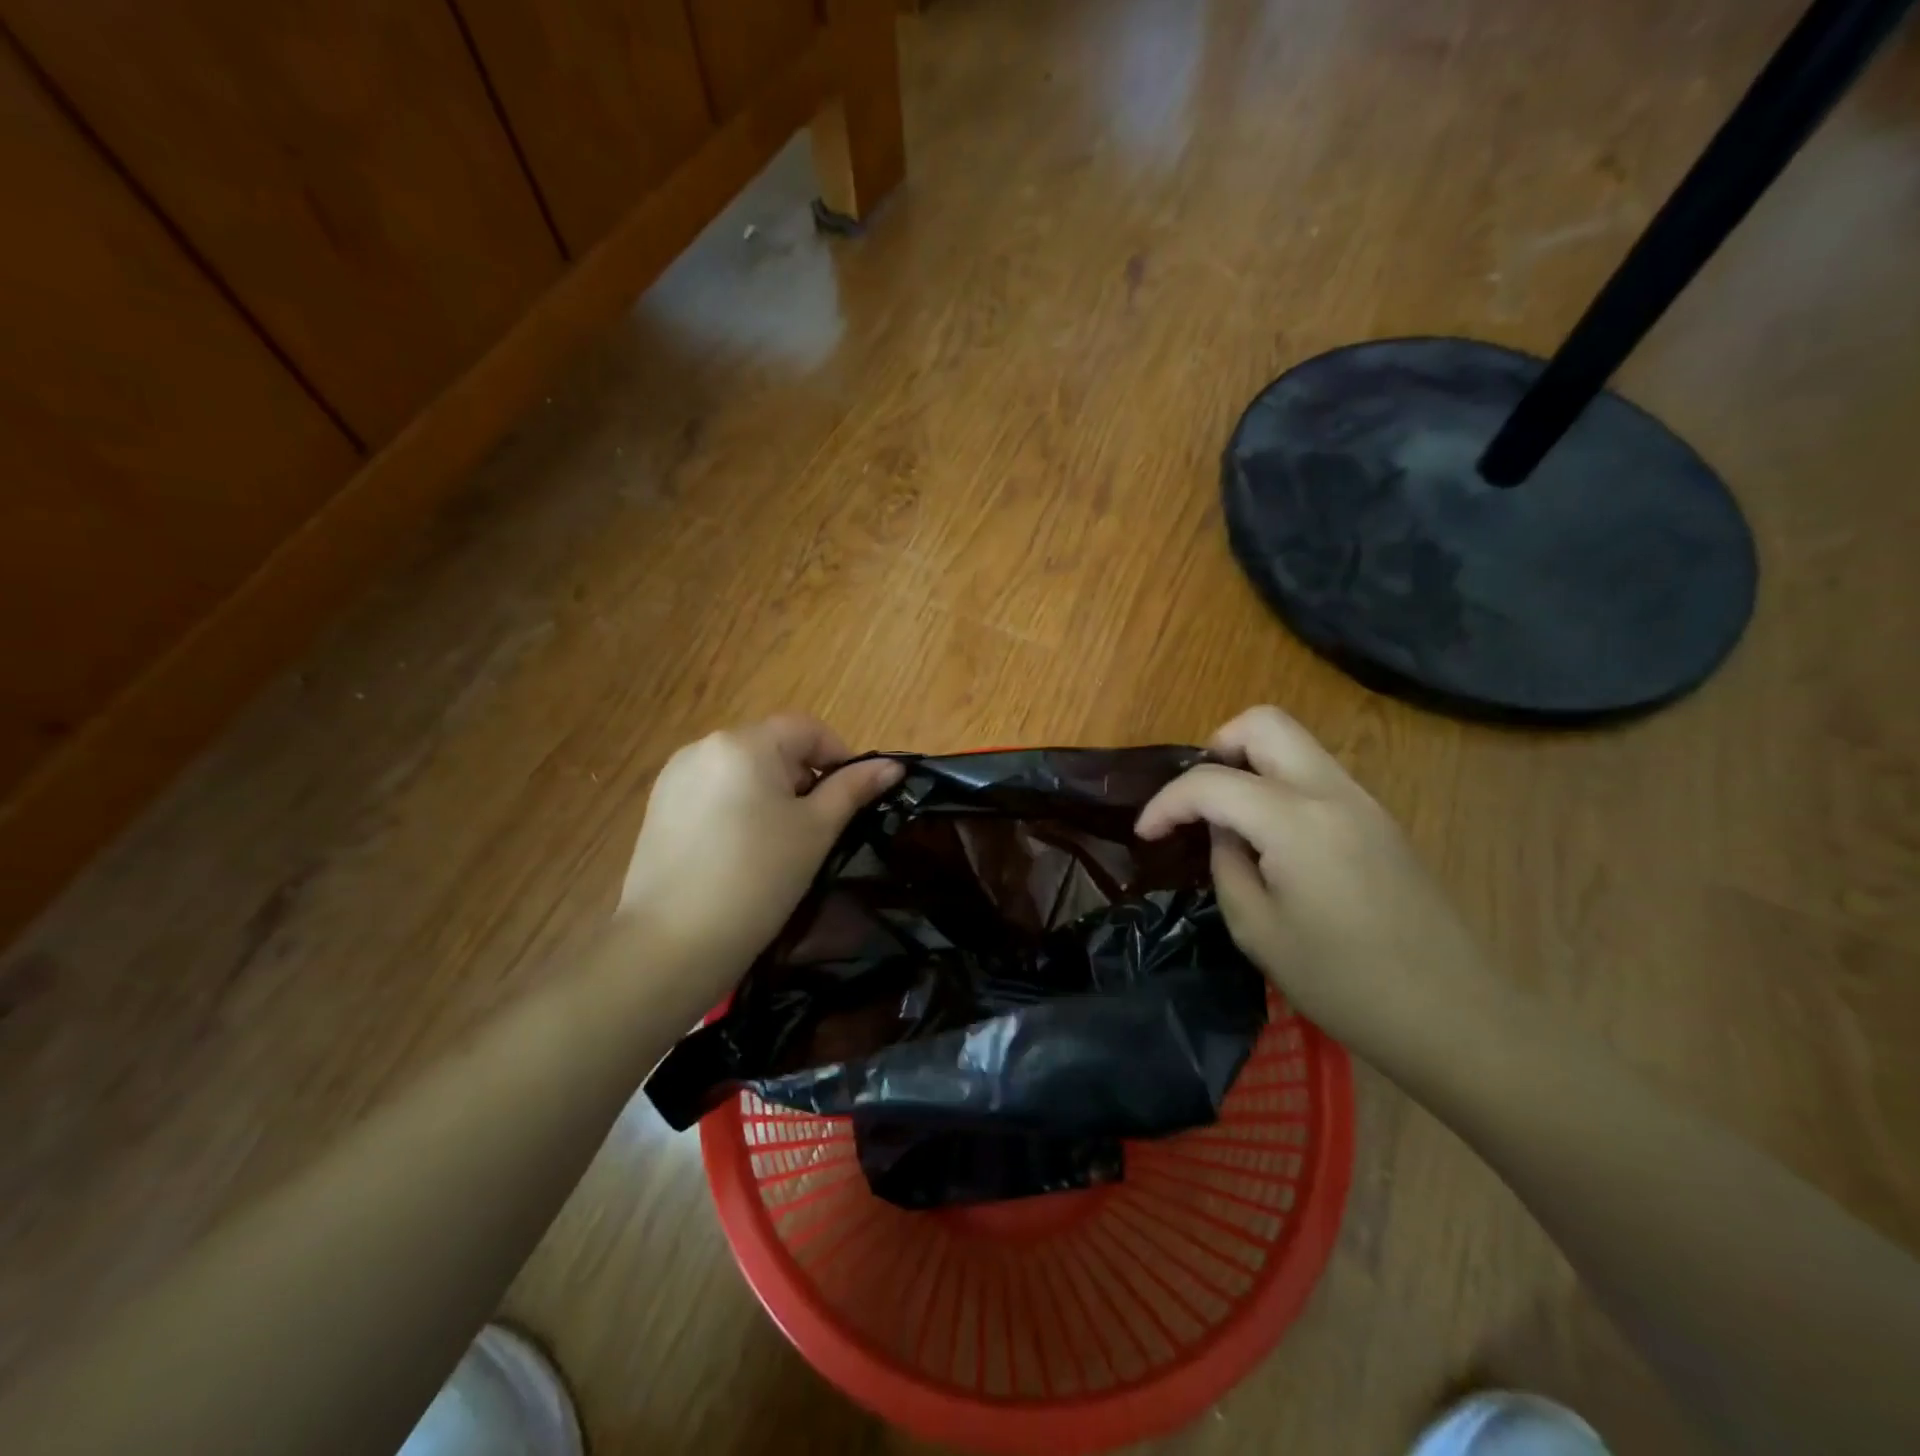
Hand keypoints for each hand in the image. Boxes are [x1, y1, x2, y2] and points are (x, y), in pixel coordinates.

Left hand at [619, 715, 901, 1001]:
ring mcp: (675, 777)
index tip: (851, 802)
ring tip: (779, 845)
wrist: (672, 944)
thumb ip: (853, 789)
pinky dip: (738, 810)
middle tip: (817, 830)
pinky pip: (714, 793)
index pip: (808, 729)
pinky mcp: (659, 808)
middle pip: (773, 747)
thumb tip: (892, 766)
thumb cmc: (758, 879)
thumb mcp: (815, 831)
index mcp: (744, 743)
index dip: (840, 757)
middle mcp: (704, 747)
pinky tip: (740, 854)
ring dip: (771, 794)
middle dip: (804, 779)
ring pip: (744, 772)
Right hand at [1136, 706, 1511, 1079]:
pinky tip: (1270, 837)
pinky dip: (1279, 785)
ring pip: (1294, 744)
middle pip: (1264, 724)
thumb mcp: (1257, 930)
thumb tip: (1222, 832)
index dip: (1166, 803)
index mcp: (1295, 822)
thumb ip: (1227, 864)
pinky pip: (1316, 775)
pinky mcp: (1380, 820)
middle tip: (1196, 799)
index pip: (1211, 782)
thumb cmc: (1344, 984)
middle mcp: (1332, 792)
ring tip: (1226, 817)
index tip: (1146, 833)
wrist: (1454, 1016)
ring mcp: (1364, 801)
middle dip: (1215, 748)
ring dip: (1249, 764)